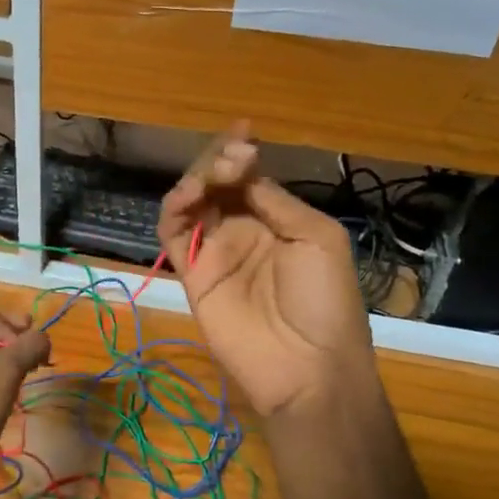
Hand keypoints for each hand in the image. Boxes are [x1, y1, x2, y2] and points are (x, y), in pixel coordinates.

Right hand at [158, 125, 374, 420]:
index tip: (243, 132)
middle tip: (232, 159)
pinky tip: (189, 196)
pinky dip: (174, 209)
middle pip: (218, 185)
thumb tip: (244, 172)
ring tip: (211, 177)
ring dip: (196, 180)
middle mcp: (244, 230)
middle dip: (220, 162)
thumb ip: (276, 201)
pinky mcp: (191, 274)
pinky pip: (173, 234)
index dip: (243, 153)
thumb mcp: (318, 238)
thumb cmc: (325, 300)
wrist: (307, 365)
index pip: (251, 178)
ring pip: (193, 203)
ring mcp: (215, 252)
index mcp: (278, 221)